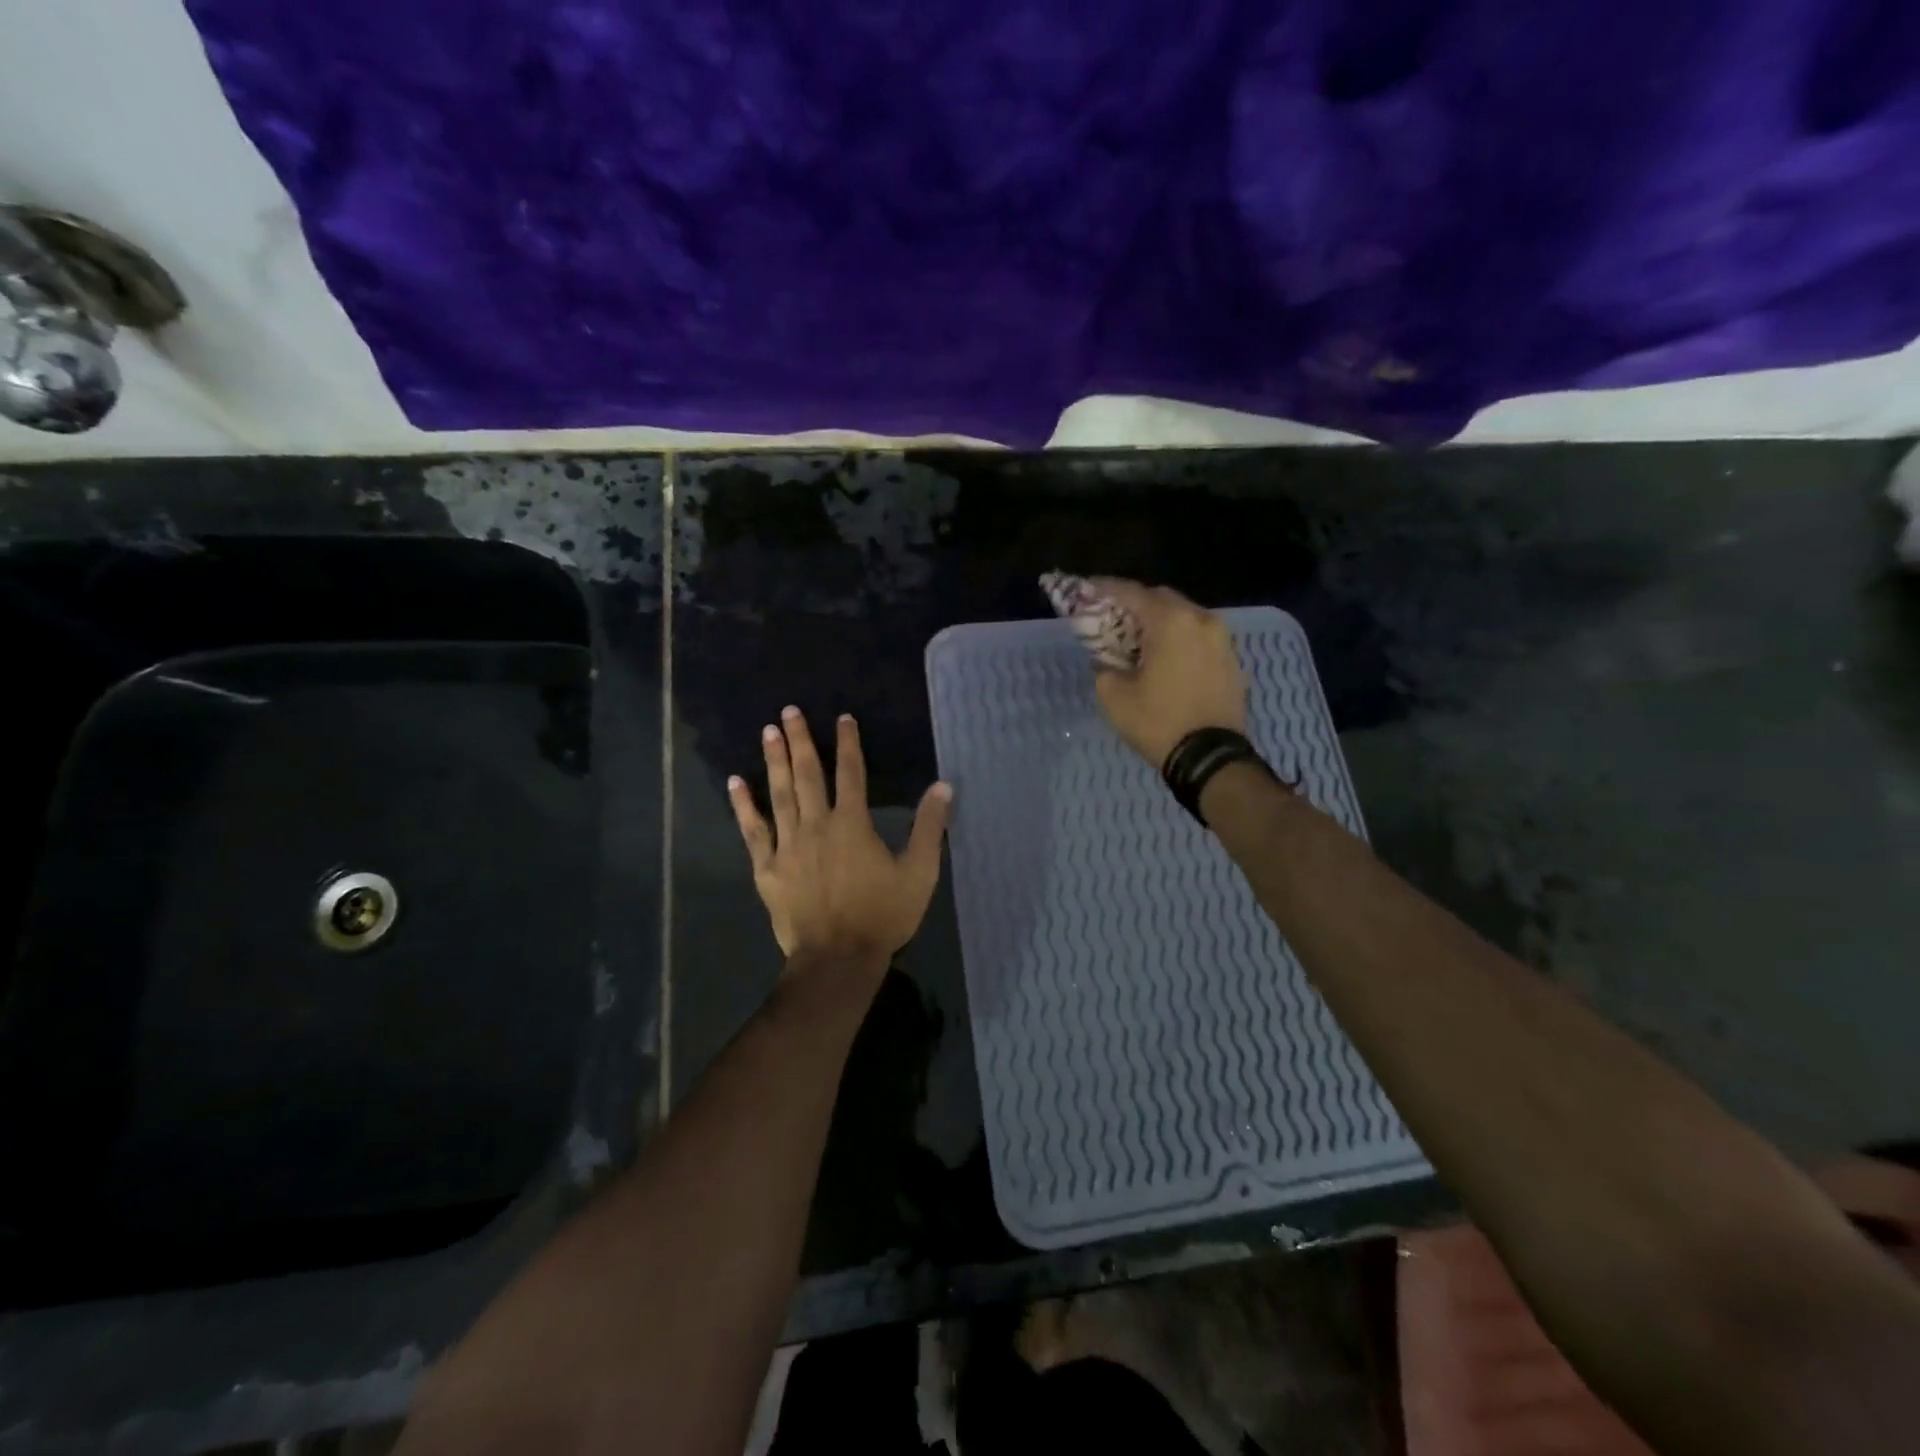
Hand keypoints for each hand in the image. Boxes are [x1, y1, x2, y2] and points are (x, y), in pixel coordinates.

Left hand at [728, 707, 952, 965]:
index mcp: (853, 824)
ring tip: (768, 731)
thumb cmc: (882, 916)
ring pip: (780, 794)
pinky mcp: (768, 868)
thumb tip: (943, 787)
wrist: (837, 959)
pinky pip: (753, 831)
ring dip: (774, 761)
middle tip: (789, 711)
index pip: (851, 773)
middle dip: (800, 740)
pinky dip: (744, 806)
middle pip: (808, 775)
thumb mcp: (919, 873)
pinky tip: (735, 783)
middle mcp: (817, 825)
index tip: (842, 718)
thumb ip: (929, 828)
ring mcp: (788, 846)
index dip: (848, 743)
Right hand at [1085, 579, 1247, 766]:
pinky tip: (1165, 659)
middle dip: (1134, 604)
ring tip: (1138, 640)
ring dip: (1159, 623)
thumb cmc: (1158, 722)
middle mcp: (1201, 620)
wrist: (1210, 758)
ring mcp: (1222, 640)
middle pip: (1162, 599)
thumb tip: (1108, 660)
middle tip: (1112, 618)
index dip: (1105, 589)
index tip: (1086, 590)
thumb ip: (1104, 666)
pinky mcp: (1232, 661)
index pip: (1131, 593)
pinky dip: (1179, 640)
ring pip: (1184, 618)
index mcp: (1171, 621)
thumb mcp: (1114, 696)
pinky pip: (1199, 638)